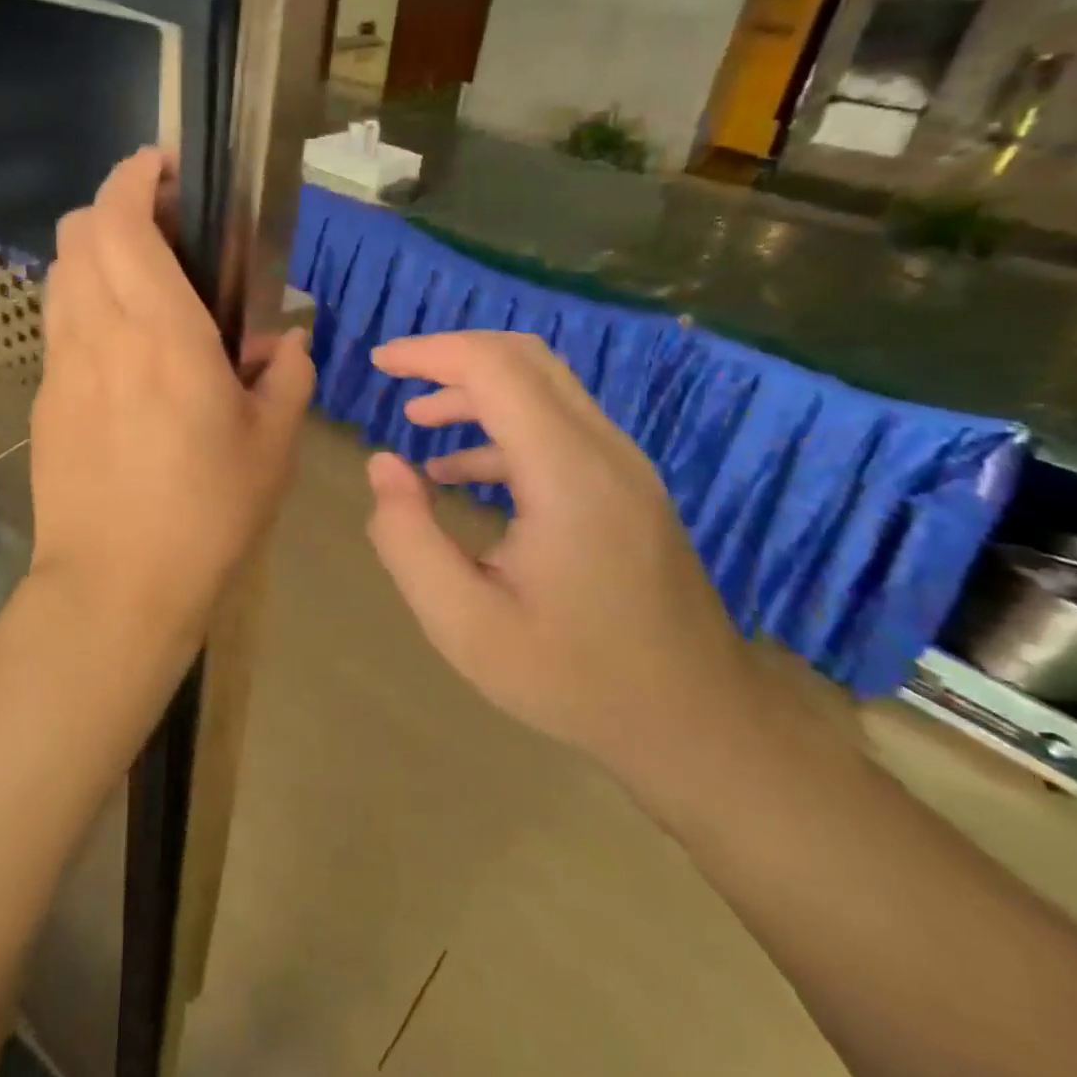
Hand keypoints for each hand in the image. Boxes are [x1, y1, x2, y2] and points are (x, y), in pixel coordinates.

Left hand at [28, 149, 313, 660]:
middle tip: (166, 230)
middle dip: (115, 207)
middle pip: (78, 231)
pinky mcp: (44, 398)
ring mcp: (62, 365)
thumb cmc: (206, 514)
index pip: (122, 220)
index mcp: (162, 334)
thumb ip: (288, 376)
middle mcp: (100, 333)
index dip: (135, 176)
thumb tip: (286, 343)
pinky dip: (85, 303)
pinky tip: (123, 348)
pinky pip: (60, 323)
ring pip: (61, 272)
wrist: (115, 586)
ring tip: (143, 284)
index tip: (165, 168)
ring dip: (96, 254)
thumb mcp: (273, 445)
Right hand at [365, 331, 758, 776]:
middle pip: (524, 359)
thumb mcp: (465, 625)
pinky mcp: (626, 487)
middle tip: (395, 374)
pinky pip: (557, 426)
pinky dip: (501, 427)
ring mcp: (623, 466)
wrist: (698, 724)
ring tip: (417, 418)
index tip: (379, 361)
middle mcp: (603, 451)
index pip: (495, 368)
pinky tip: (458, 472)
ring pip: (543, 387)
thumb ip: (408, 539)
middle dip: (452, 355)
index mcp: (566, 475)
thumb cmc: (576, 679)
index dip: (431, 352)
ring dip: (475, 389)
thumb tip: (383, 464)